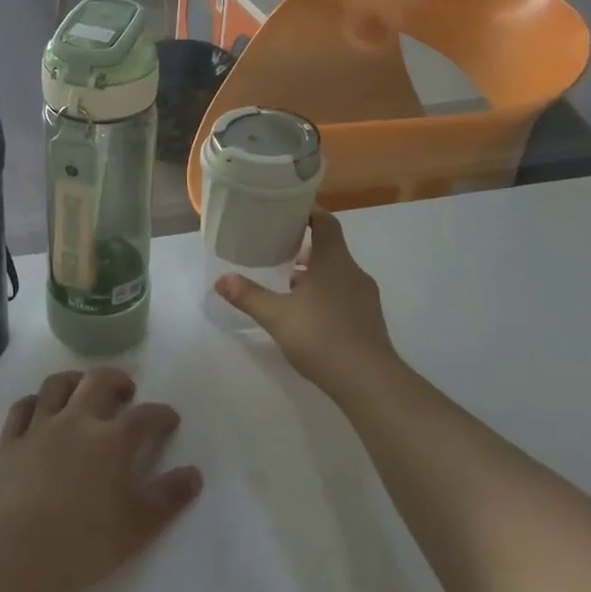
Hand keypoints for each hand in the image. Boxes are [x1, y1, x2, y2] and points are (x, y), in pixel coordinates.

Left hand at [0, 367, 203, 591]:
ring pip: (57, 385)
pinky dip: (36, 402)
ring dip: (75, 381)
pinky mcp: (9, 442)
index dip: (161, 414)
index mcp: (112, 440)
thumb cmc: (83, 545)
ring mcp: (38, 428)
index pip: (144, 416)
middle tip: (126, 393)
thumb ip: (168, 498)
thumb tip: (194, 474)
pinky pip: (22, 408)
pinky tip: (41, 411)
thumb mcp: (137, 527)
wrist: (14, 556)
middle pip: (98, 382)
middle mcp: (76, 422)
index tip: (170, 419)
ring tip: (83, 390)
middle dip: (117, 380)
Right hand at [215, 210, 397, 388]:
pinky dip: (327, 295)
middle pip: (331, 249)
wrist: (367, 379)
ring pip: (338, 274)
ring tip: (289, 287)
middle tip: (280, 252)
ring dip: (316, 275)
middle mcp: (353, 272)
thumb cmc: (320, 336)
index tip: (289, 211)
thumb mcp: (276, 315)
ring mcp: (365, 297)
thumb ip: (248, 296)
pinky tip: (309, 316)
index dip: (310, 212)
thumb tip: (221, 279)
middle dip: (306, 249)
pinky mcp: (370, 319)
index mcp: (333, 261)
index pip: (326, 223)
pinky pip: (346, 295)